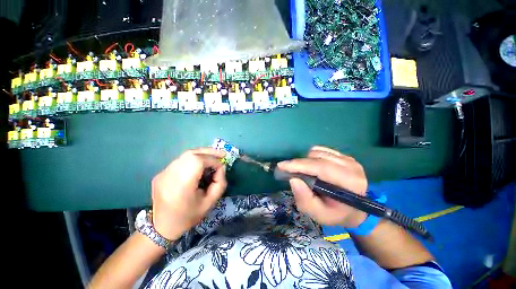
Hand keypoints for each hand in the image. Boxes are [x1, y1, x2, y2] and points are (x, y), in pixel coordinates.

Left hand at [151, 148, 226, 239]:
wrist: (162, 227)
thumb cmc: (189, 216)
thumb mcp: (210, 202)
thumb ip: (220, 183)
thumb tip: (221, 167)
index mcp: (181, 185)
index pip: (198, 162)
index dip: (213, 161)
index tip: (222, 167)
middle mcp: (169, 175)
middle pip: (191, 154)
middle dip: (209, 152)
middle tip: (222, 154)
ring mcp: (163, 173)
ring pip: (186, 155)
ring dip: (202, 154)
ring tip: (213, 157)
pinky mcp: (161, 173)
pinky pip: (181, 160)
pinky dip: (194, 159)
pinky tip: (200, 165)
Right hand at [278, 146, 367, 227]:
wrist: (356, 210)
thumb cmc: (336, 214)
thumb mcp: (319, 214)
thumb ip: (305, 199)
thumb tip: (293, 179)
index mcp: (349, 182)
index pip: (321, 167)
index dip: (299, 165)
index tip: (281, 165)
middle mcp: (351, 166)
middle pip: (317, 157)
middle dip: (299, 163)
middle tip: (289, 171)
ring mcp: (349, 159)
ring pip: (318, 151)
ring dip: (306, 161)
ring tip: (305, 172)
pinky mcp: (345, 156)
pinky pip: (322, 150)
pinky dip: (312, 157)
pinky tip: (313, 167)